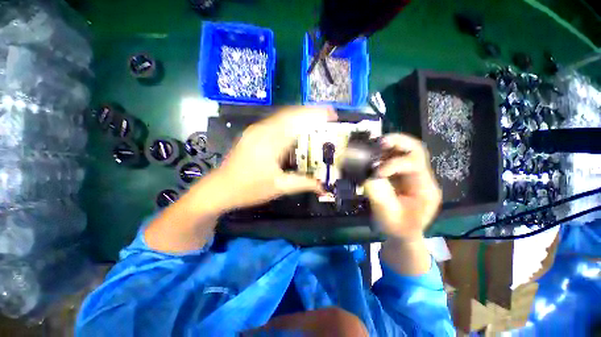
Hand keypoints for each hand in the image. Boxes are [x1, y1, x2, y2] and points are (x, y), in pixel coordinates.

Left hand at [211, 106, 336, 210]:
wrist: (219, 189)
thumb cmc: (248, 188)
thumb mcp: (278, 187)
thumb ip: (303, 183)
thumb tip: (322, 187)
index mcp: (270, 142)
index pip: (297, 121)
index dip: (315, 115)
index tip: (332, 114)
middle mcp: (262, 130)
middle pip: (290, 114)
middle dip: (310, 112)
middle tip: (328, 115)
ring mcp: (256, 130)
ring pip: (282, 116)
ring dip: (300, 115)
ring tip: (316, 119)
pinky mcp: (253, 134)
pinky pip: (275, 122)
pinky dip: (290, 122)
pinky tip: (297, 128)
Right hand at [364, 133, 441, 241]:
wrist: (404, 233)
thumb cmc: (398, 228)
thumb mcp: (388, 216)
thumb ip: (378, 195)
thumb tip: (367, 175)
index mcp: (425, 189)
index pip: (415, 165)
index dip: (394, 164)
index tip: (376, 172)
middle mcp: (422, 177)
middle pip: (416, 150)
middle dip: (398, 142)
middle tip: (380, 142)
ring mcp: (412, 174)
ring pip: (406, 149)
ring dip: (390, 144)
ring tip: (374, 144)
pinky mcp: (402, 174)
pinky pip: (395, 156)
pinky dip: (383, 151)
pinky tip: (373, 152)